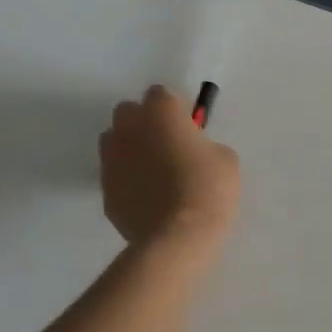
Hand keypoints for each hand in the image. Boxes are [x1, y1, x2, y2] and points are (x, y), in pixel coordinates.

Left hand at [99, 86, 240, 248]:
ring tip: (155, 171)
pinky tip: (148, 196)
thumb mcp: (226, 159)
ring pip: (116, 140)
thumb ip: (205, 145)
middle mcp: (129, 128)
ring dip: (132, 147)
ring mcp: (111, 159)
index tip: (190, 127)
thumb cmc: (208, 190)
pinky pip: (116, 173)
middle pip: (130, 111)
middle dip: (146, 122)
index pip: (162, 94)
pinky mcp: (105, 188)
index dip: (177, 109)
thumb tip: (195, 150)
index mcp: (160, 113)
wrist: (177, 237)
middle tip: (170, 145)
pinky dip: (128, 178)